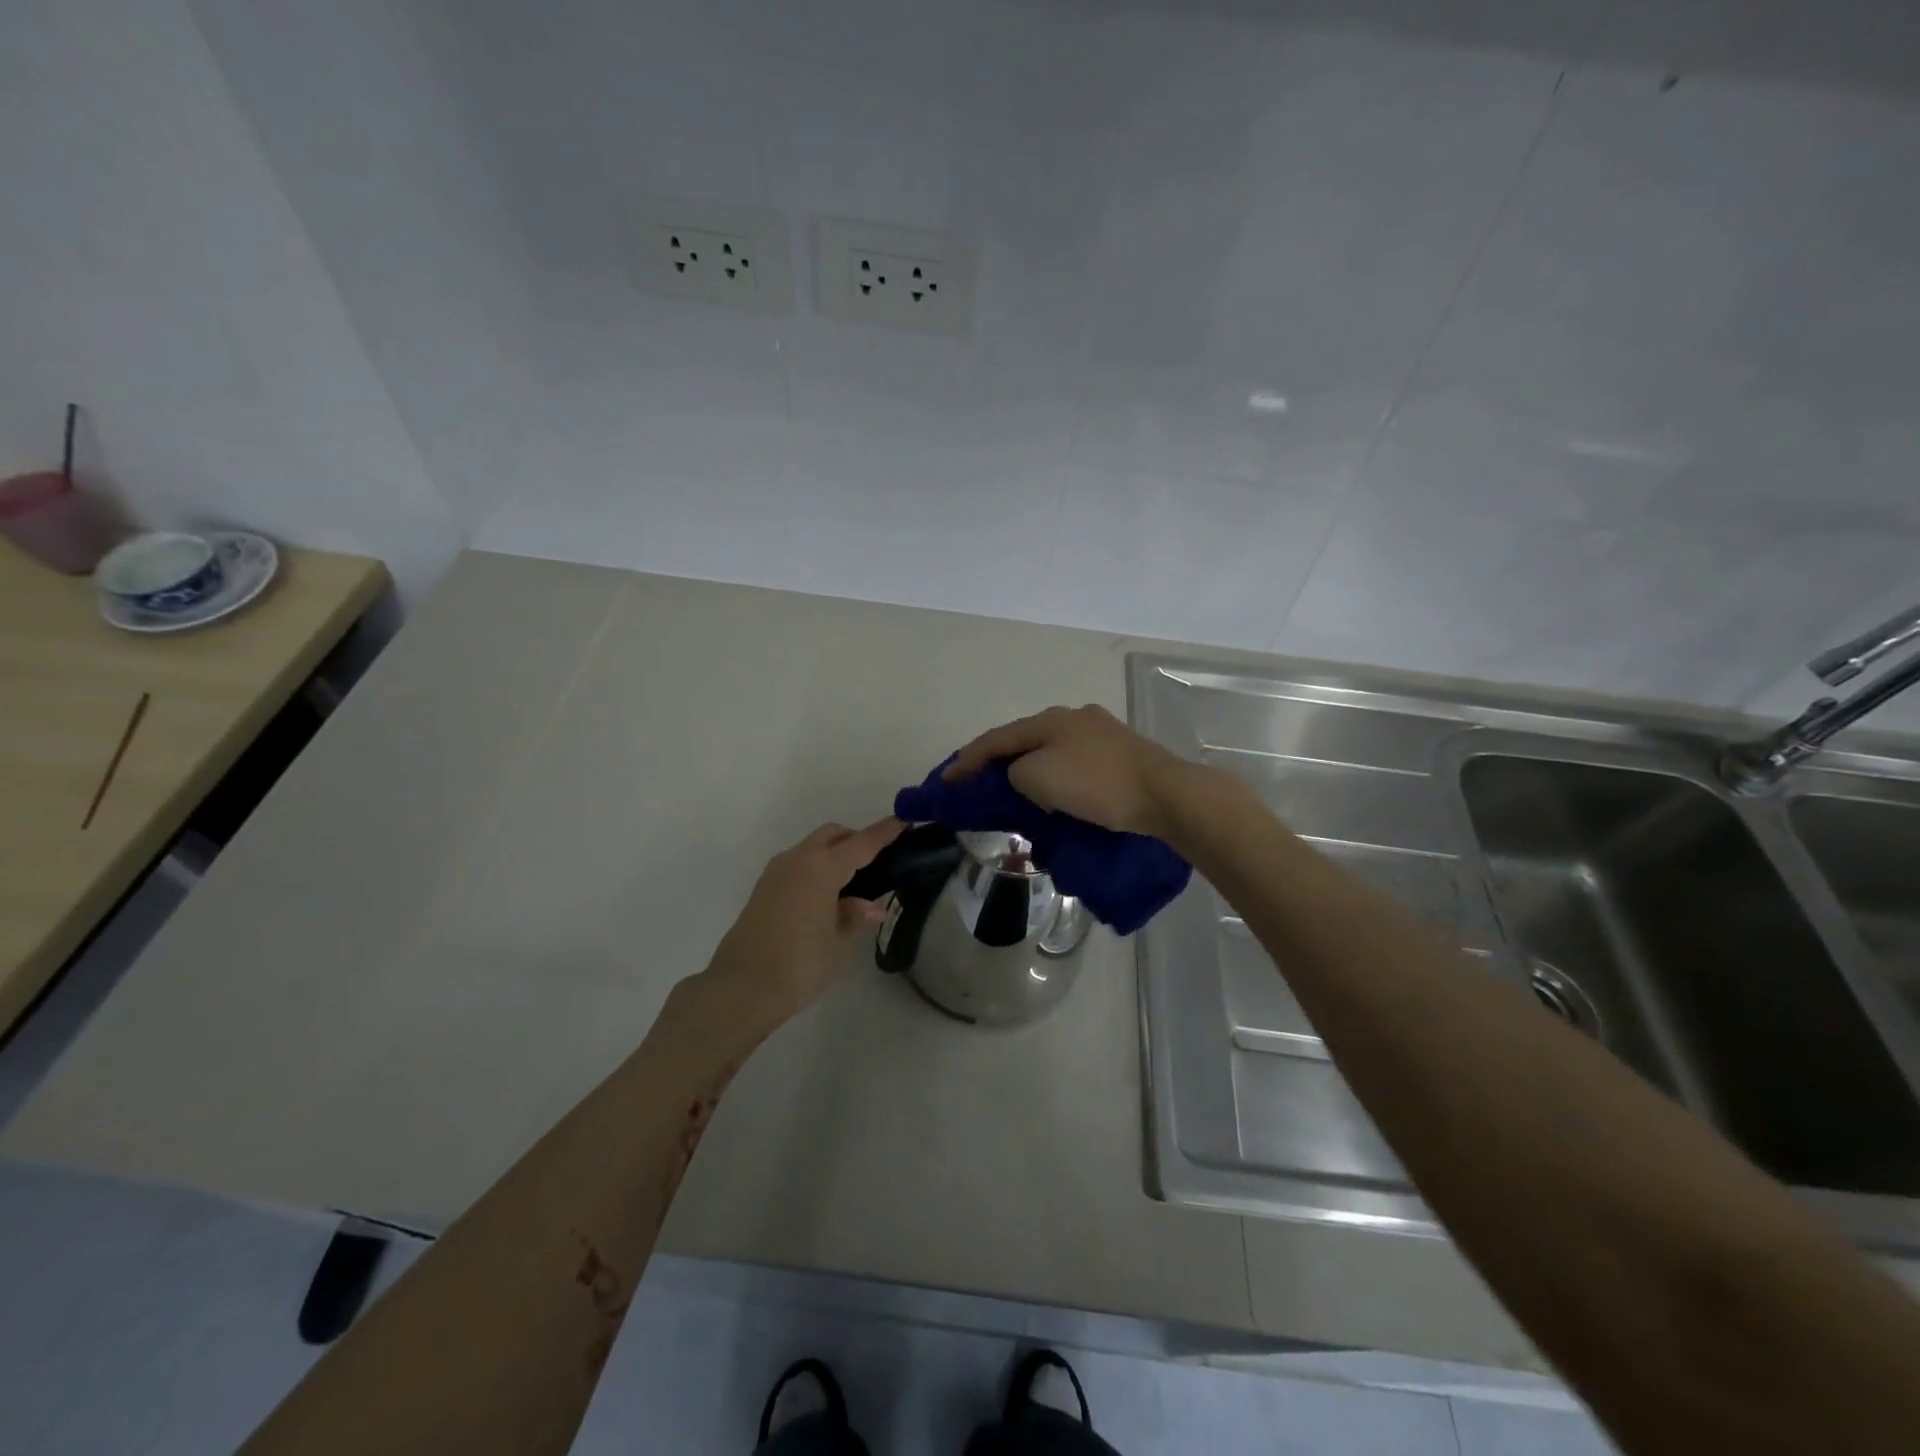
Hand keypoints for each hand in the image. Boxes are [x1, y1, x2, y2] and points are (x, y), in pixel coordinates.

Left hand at [702, 818, 903, 1026]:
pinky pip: (797, 865)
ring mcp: (776, 873)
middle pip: (833, 835)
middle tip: (878, 861)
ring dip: (833, 853)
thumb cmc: (799, 964)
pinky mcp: (763, 889)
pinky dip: (816, 868)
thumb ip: (854, 915)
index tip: (903, 820)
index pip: (861, 843)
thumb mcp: (838, 942)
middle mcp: (798, 860)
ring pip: (812, 848)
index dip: (884, 832)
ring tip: (853, 882)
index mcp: (822, 868)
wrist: (741, 989)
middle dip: (856, 839)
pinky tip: (826, 895)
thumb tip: (870, 906)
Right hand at [945, 704, 1192, 839]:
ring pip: (1051, 750)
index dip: (967, 759)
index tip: (946, 780)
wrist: (1165, 795)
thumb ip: (1015, 773)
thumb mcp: (1038, 778)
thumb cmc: (1096, 785)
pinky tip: (1058, 791)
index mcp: (1049, 720)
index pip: (996, 739)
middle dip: (998, 761)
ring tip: (1015, 790)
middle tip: (978, 783)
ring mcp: (1101, 732)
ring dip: (1028, 768)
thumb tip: (1023, 775)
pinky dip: (1056, 775)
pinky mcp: (1122, 752)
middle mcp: (1073, 717)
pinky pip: (1074, 762)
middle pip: (1024, 739)